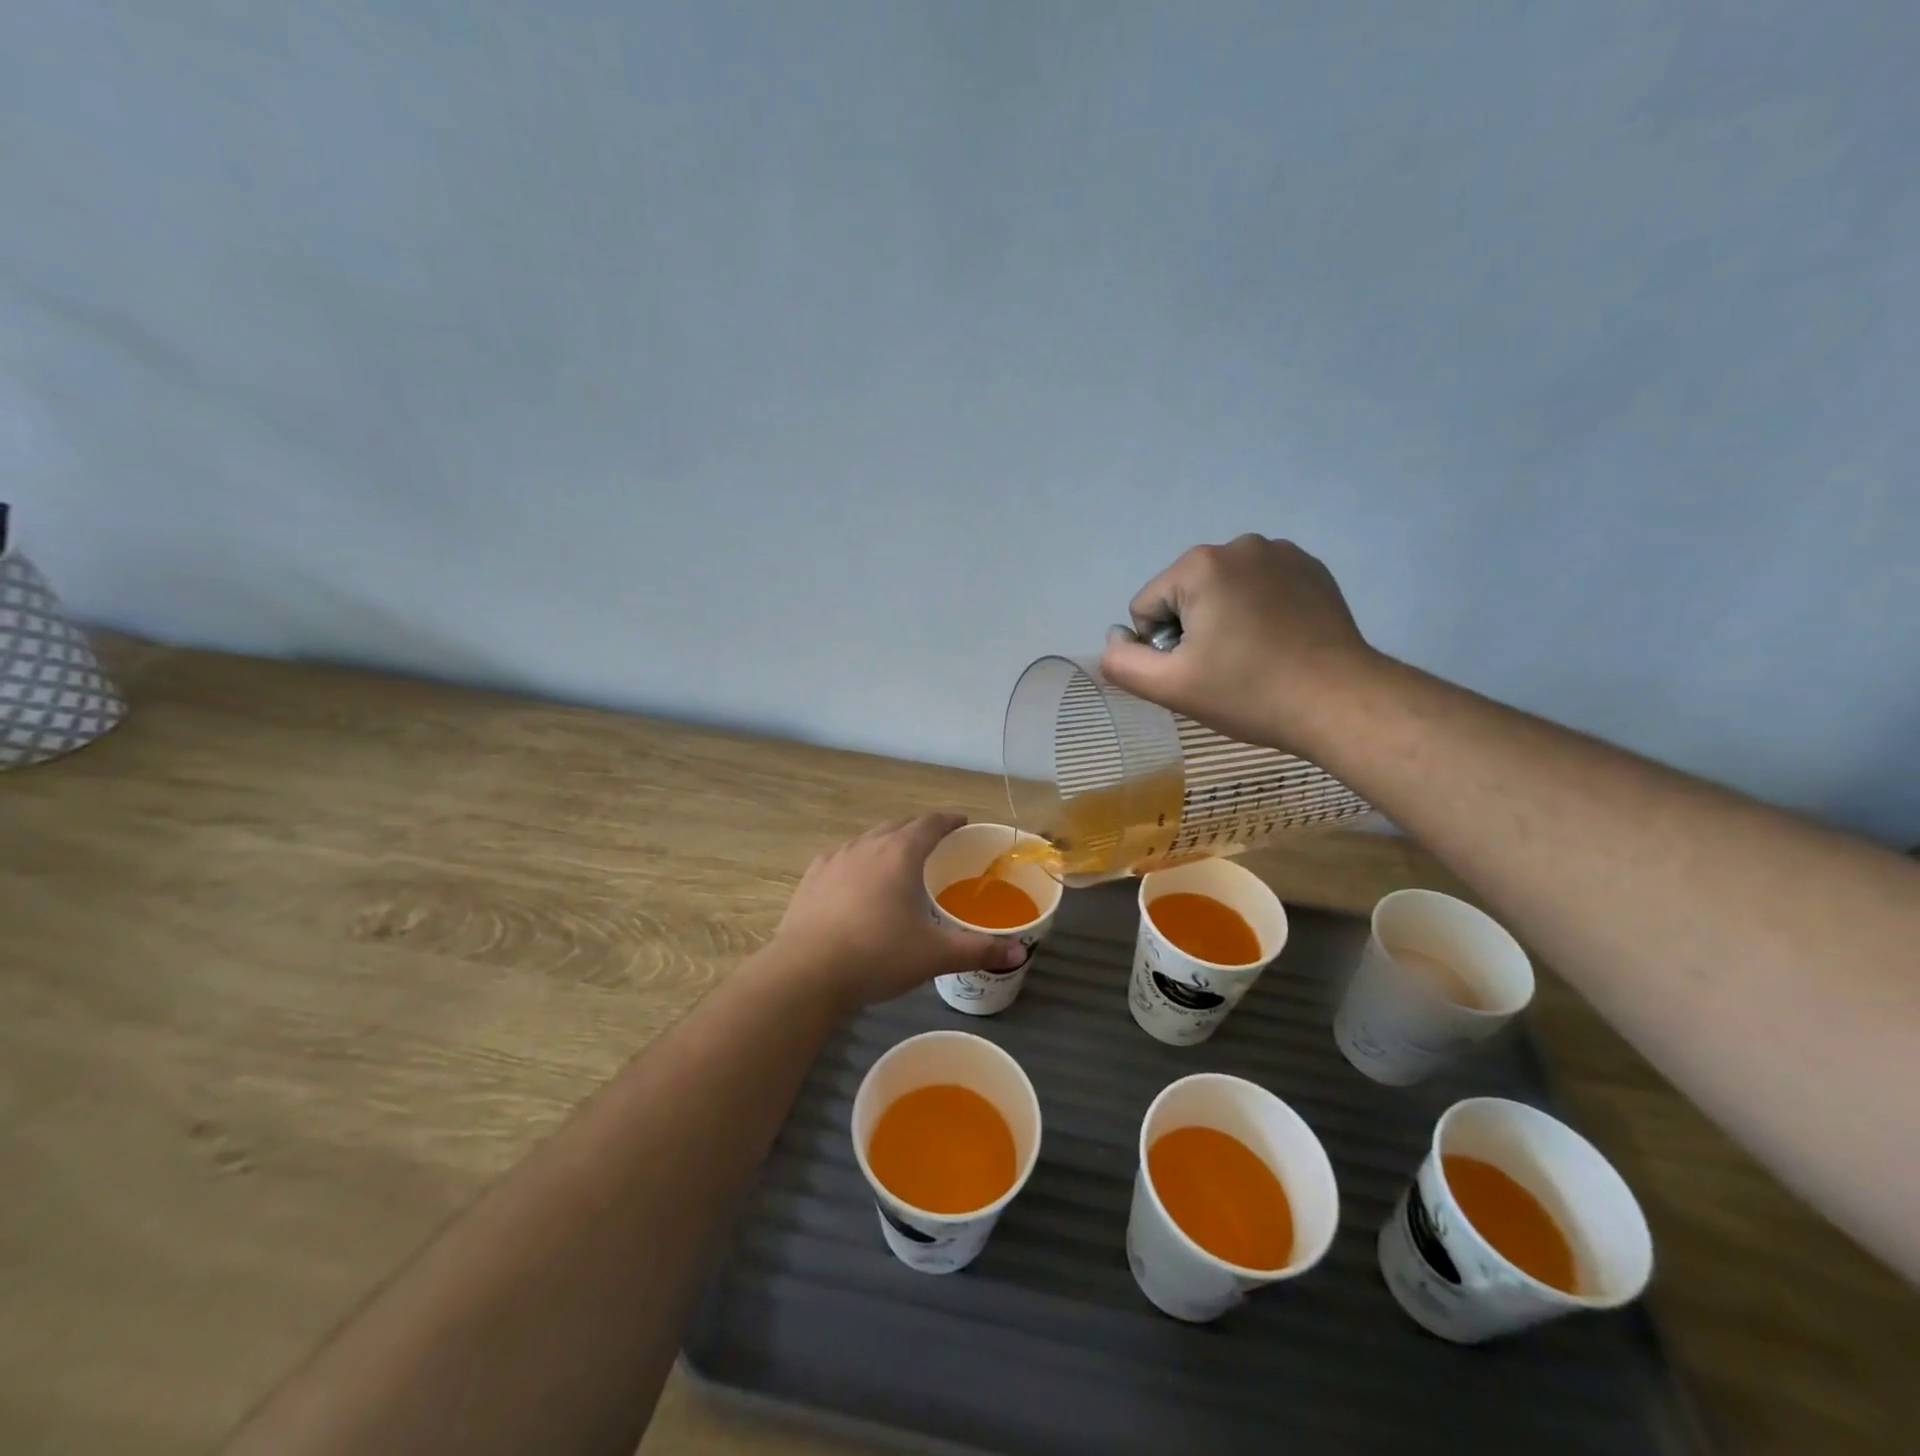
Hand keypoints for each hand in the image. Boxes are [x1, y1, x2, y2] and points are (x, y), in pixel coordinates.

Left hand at [770, 814, 1024, 1011]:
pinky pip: (843, 857)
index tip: (961, 822)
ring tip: (898, 861)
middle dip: (919, 830)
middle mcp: (867, 845)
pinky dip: (859, 860)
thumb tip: (1019, 954)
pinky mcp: (811, 877)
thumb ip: (978, 950)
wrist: (806, 973)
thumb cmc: (878, 955)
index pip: (930, 823)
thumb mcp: (934, 955)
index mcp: (900, 853)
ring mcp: (835, 858)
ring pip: (868, 839)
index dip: (948, 820)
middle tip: (936, 843)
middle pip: (898, 826)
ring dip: (887, 842)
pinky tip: (857, 881)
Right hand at [1098, 535, 1380, 751]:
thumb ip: (1122, 662)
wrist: (1339, 701)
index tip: (1199, 672)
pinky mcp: (1311, 568)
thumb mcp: (1169, 687)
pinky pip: (1259, 588)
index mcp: (1200, 565)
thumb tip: (1115, 639)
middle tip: (1225, 668)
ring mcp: (1281, 552)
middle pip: (1183, 595)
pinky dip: (1258, 612)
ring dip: (1224, 620)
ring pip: (1221, 591)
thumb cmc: (1248, 692)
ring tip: (1254, 656)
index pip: (1147, 608)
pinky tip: (1278, 642)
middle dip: (1193, 629)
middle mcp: (1239, 544)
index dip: (1163, 648)